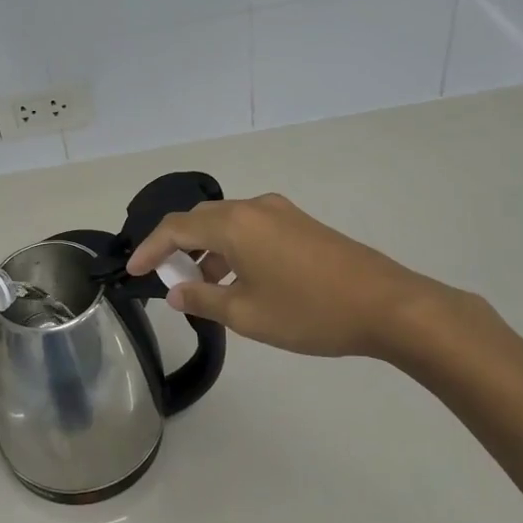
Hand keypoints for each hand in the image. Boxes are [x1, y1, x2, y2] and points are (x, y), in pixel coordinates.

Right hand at [127, 194, 476, 365]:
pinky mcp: (301, 224)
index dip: (150, 249)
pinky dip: (233, 249)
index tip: (133, 272)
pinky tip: (239, 281)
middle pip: (200, 220)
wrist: (389, 306)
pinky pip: (252, 229)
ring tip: (203, 287)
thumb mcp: (247, 314)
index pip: (175, 228)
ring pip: (227, 224)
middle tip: (167, 280)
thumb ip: (203, 300)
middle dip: (178, 248)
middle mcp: (254, 208)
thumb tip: (175, 292)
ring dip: (207, 250)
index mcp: (234, 224)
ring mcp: (281, 213)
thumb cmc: (310, 311)